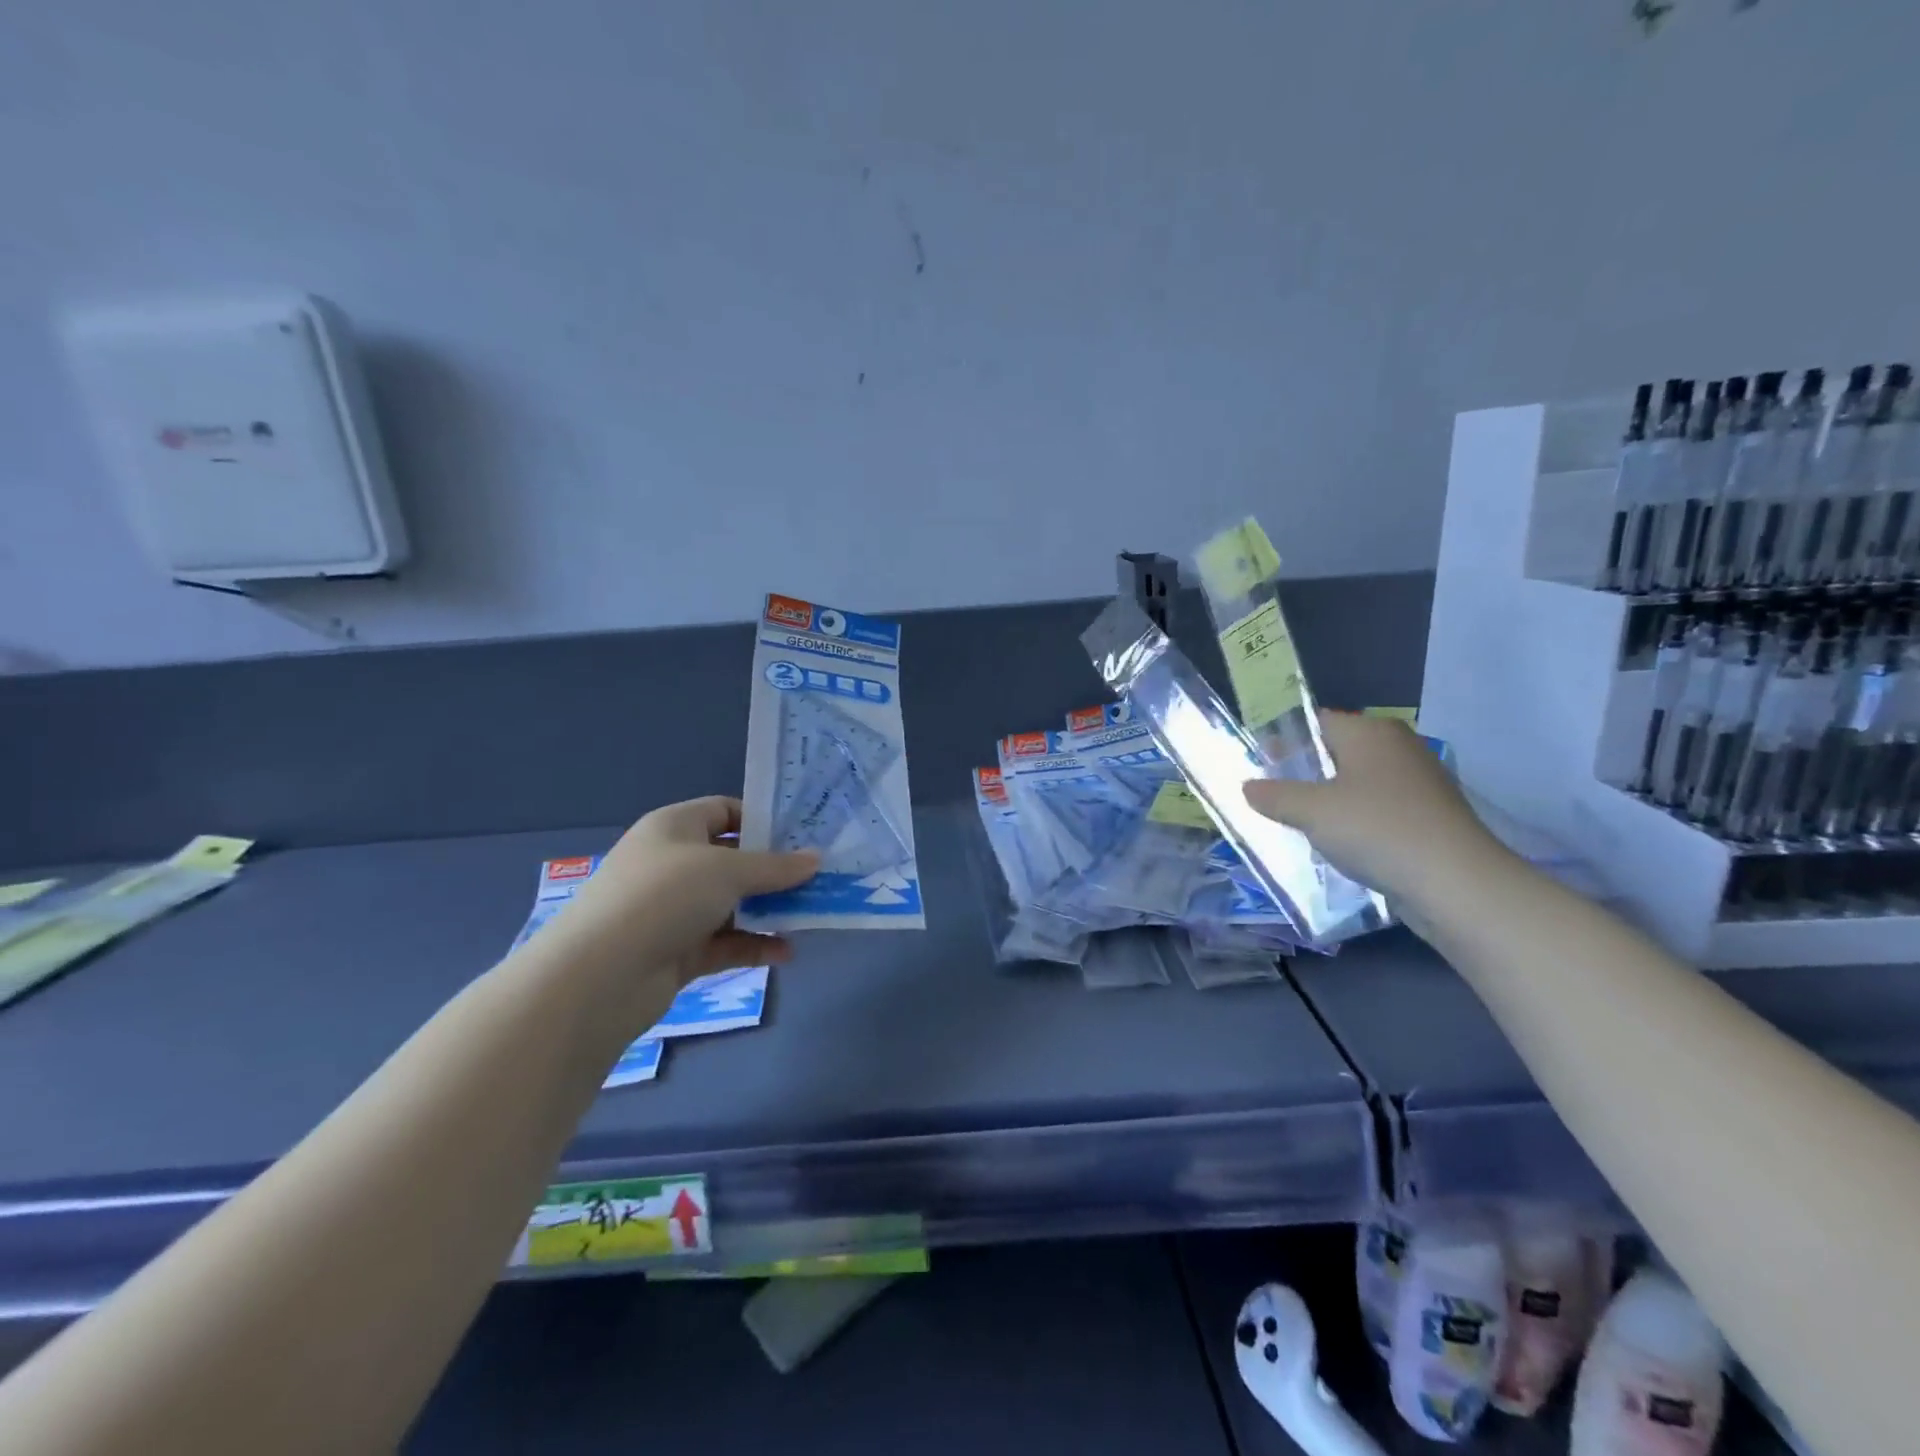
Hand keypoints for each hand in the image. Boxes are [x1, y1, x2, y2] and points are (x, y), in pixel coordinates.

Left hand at [547, 797, 817, 999]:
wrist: (600, 976)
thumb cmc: (665, 897)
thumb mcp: (727, 871)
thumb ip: (776, 867)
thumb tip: (816, 859)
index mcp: (675, 827)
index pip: (724, 811)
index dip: (761, 820)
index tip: (801, 837)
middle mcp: (673, 863)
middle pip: (732, 860)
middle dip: (774, 871)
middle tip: (817, 878)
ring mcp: (673, 910)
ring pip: (732, 904)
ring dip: (769, 910)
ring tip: (811, 916)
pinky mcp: (677, 951)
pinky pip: (725, 942)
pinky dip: (754, 945)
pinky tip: (786, 953)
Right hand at [1241, 712, 1506, 909]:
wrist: (1456, 883)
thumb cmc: (1376, 830)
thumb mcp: (1311, 812)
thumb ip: (1274, 796)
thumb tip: (1248, 787)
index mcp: (1370, 732)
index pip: (1316, 721)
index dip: (1284, 741)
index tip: (1259, 766)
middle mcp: (1398, 747)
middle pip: (1337, 752)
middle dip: (1304, 773)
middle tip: (1272, 797)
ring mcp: (1419, 782)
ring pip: (1358, 783)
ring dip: (1329, 800)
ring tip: (1299, 824)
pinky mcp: (1430, 816)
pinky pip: (1379, 809)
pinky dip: (1356, 821)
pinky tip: (1339, 845)